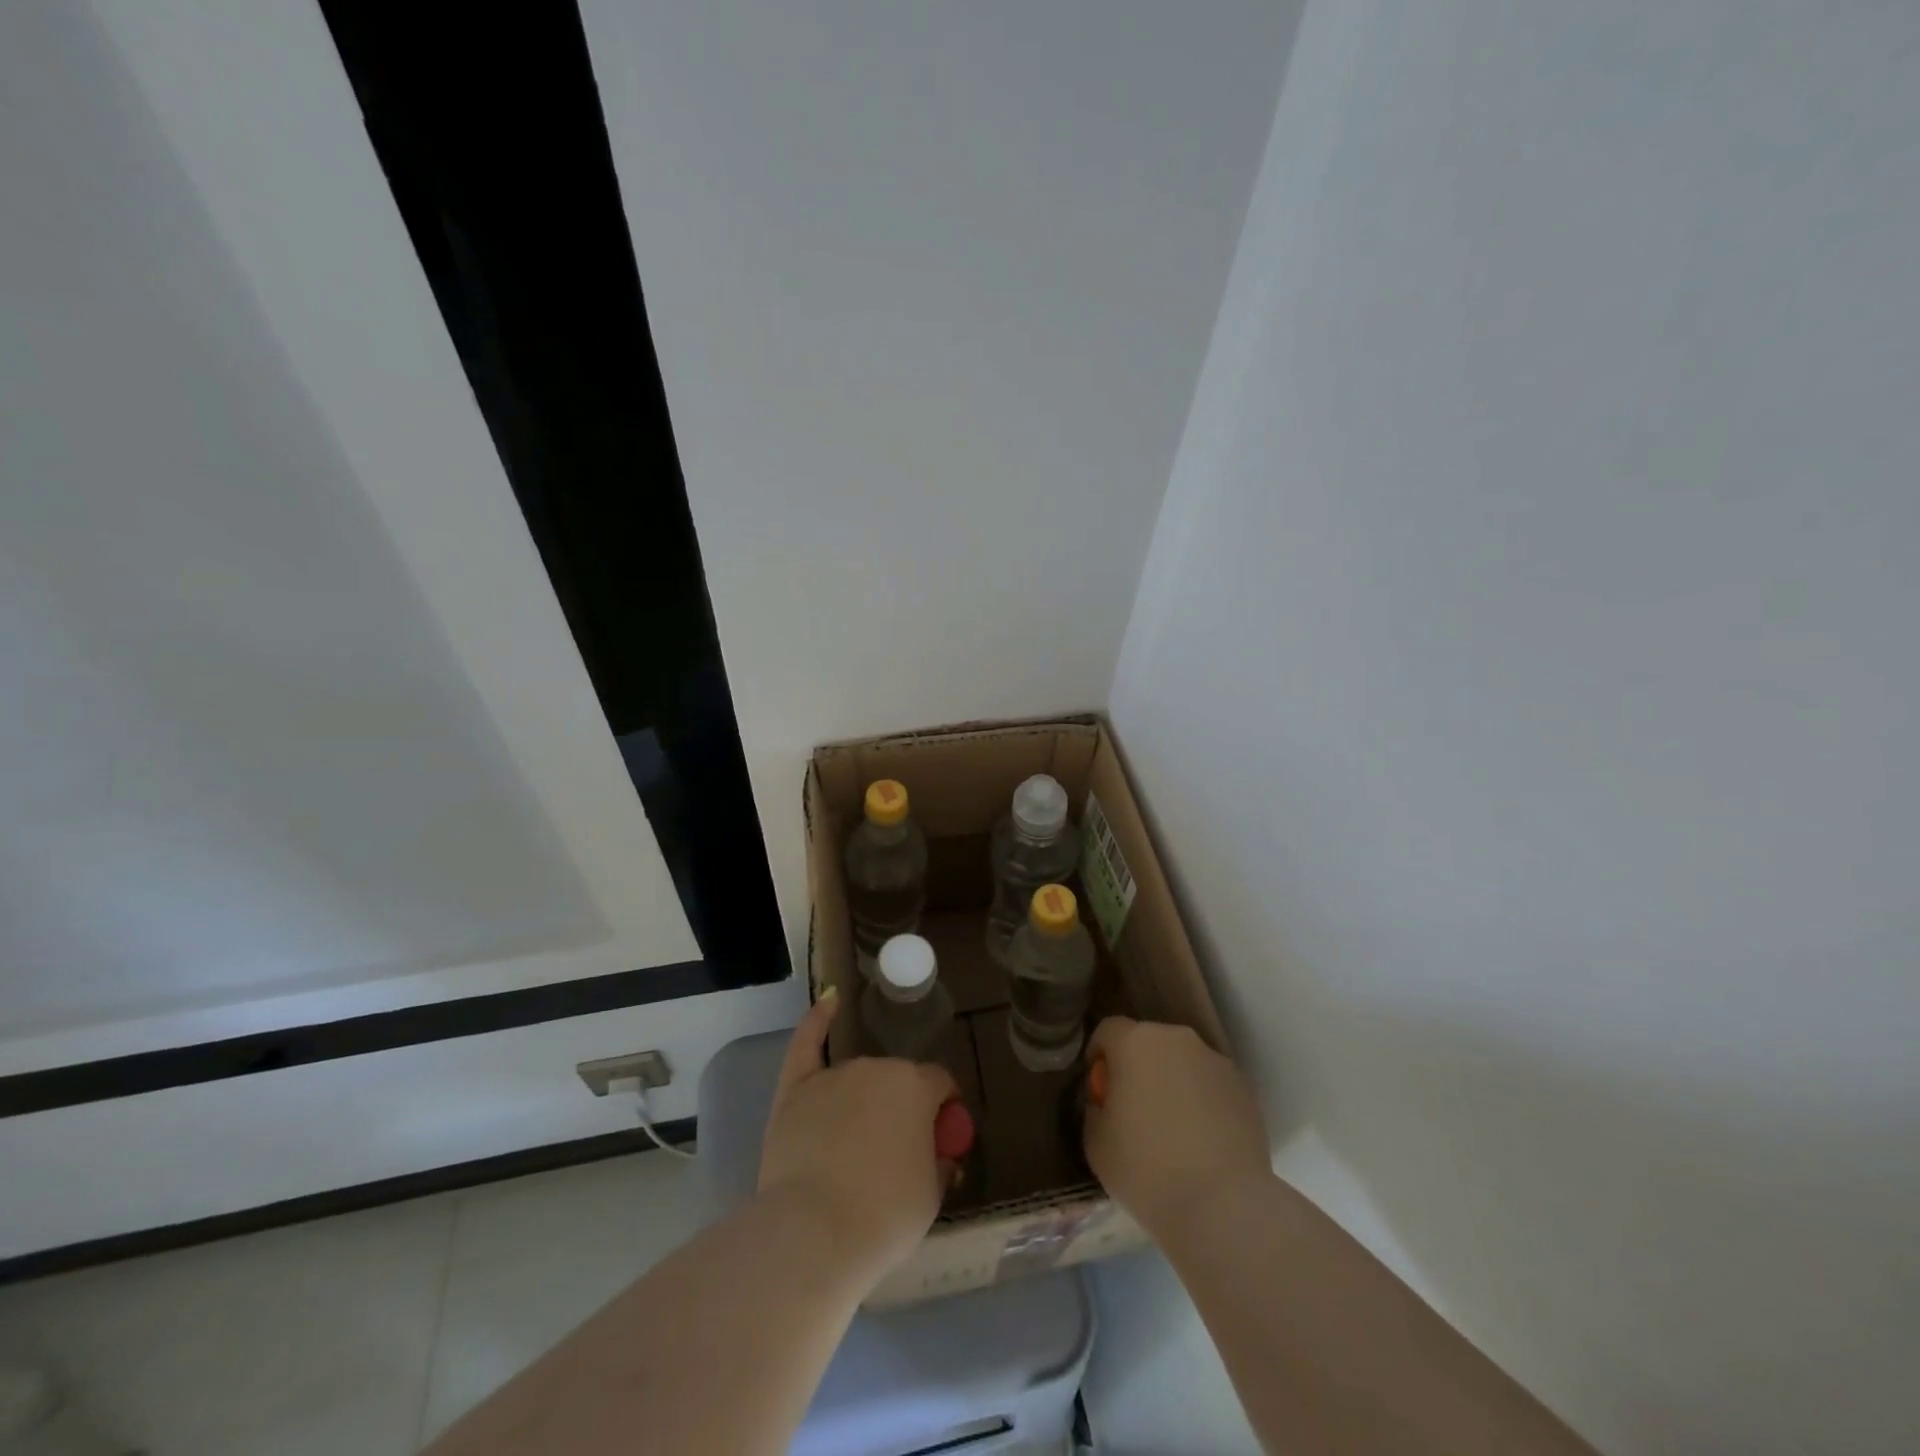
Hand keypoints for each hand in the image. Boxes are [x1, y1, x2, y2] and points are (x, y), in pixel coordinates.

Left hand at [758, 989, 959, 1283]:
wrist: (814, 1233)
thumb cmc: (884, 1216)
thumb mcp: (931, 1195)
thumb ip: (939, 1163)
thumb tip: (940, 1154)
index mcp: (917, 1086)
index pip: (940, 1085)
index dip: (944, 1112)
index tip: (941, 1141)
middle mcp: (877, 1067)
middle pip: (897, 1081)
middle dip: (902, 1109)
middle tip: (895, 1156)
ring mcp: (833, 1075)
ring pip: (858, 1080)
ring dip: (865, 1101)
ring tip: (856, 1149)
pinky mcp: (795, 1089)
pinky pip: (807, 1043)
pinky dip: (818, 1020)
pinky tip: (829, 1000)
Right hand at [1084, 1016, 1269, 1243]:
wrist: (1223, 1206)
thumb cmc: (1147, 1170)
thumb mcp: (1096, 1142)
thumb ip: (1096, 1108)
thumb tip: (1108, 1102)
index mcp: (1136, 1042)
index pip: (1109, 1030)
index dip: (1100, 1055)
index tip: (1100, 1088)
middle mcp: (1177, 1040)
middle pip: (1148, 1042)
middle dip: (1138, 1067)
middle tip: (1134, 1109)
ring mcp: (1216, 1061)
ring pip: (1183, 1062)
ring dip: (1173, 1082)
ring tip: (1174, 1129)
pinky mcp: (1245, 1089)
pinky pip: (1211, 1086)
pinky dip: (1203, 1102)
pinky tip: (1203, 1142)